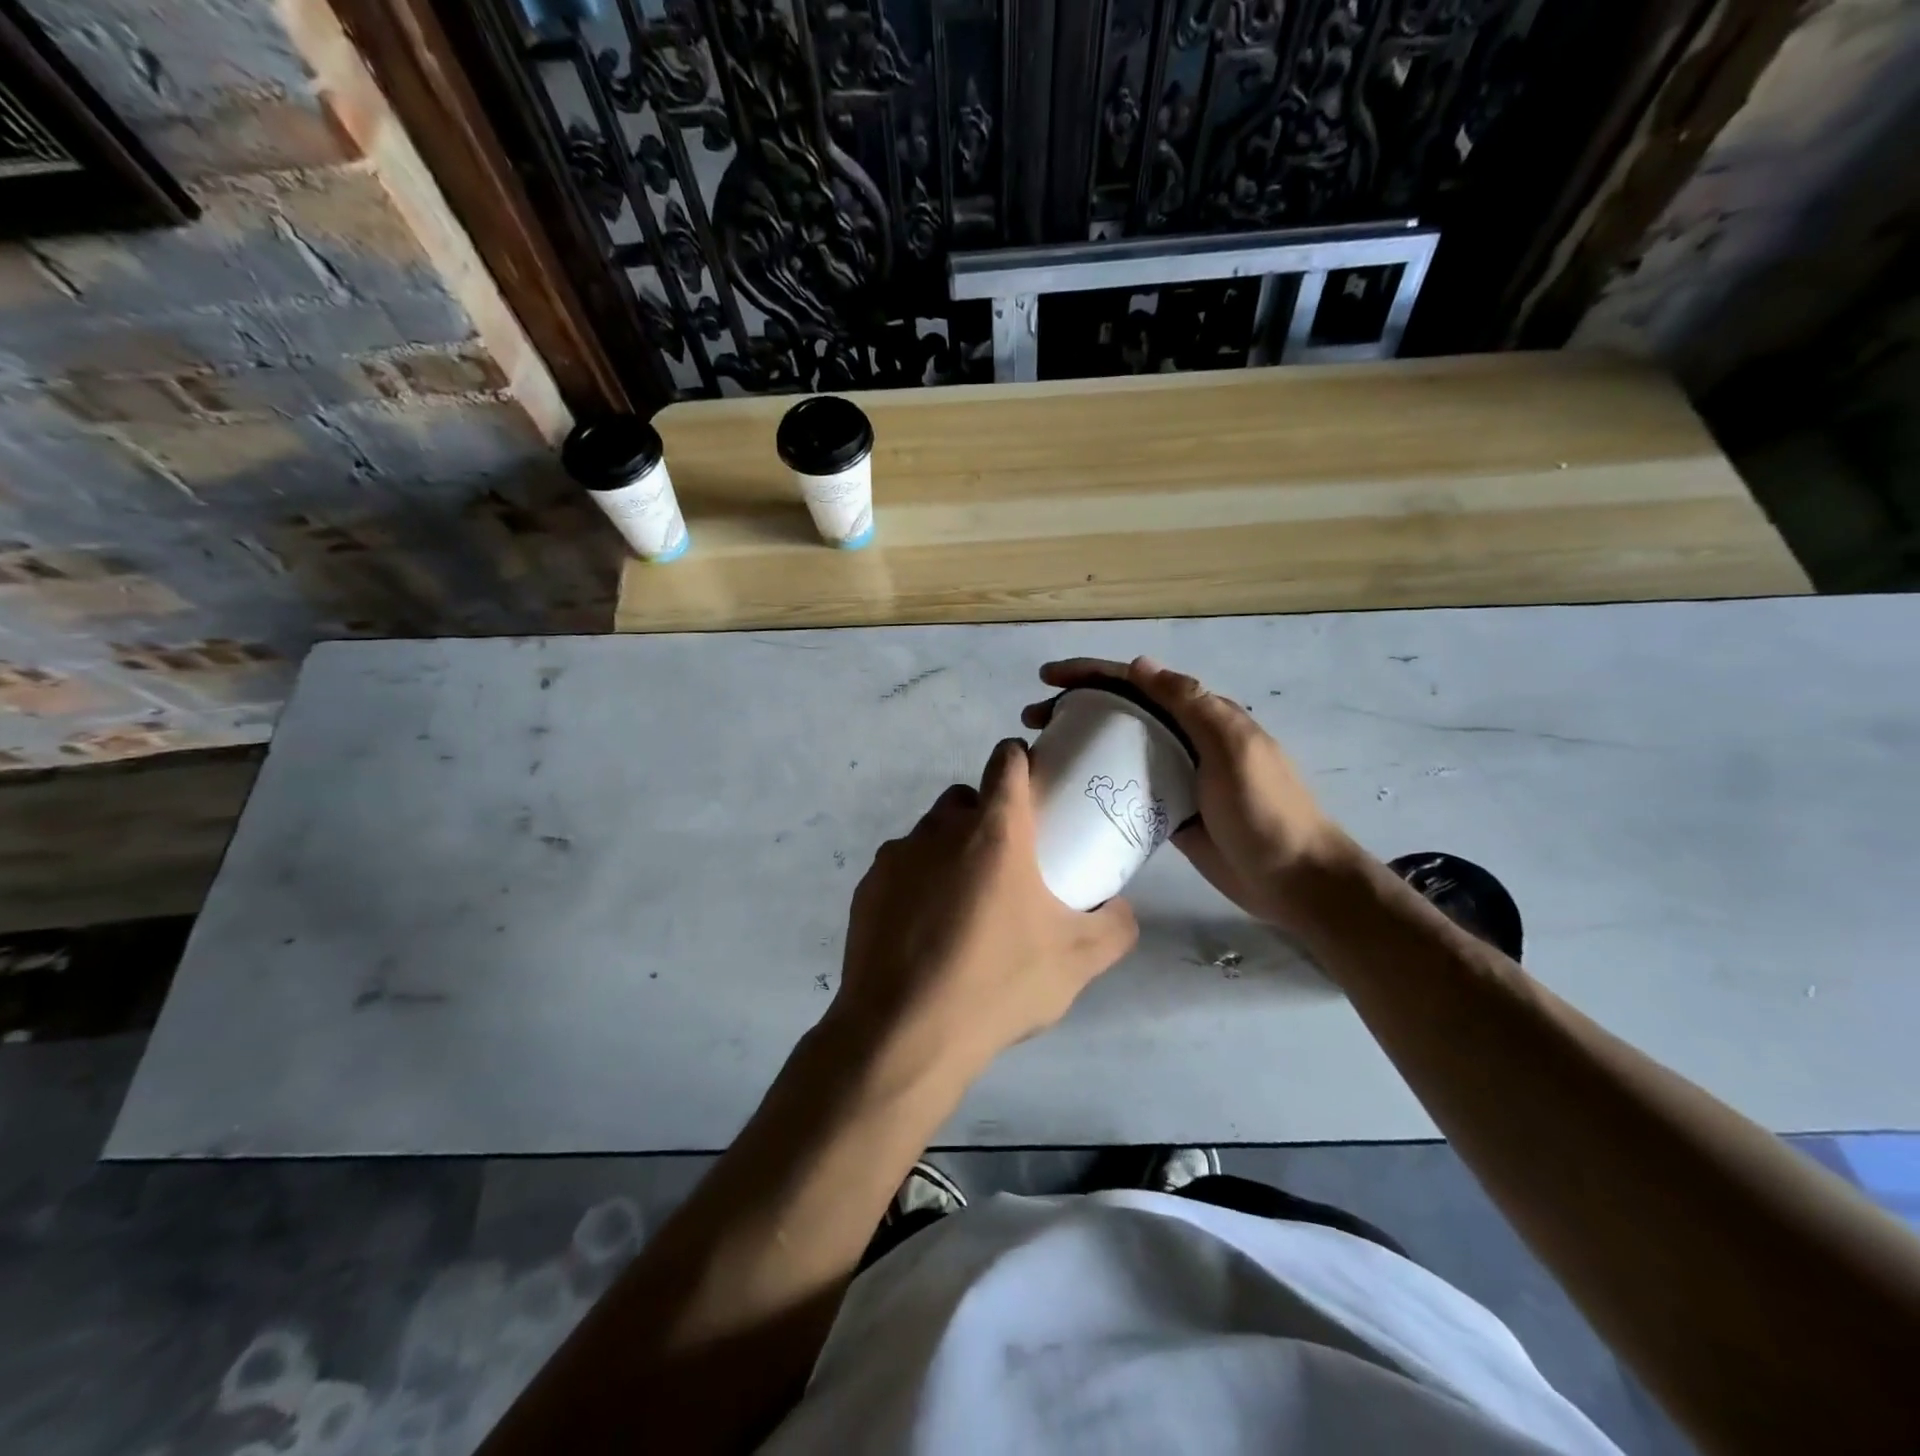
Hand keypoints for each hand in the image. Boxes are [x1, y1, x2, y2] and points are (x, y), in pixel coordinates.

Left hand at [829, 738, 1139, 1082]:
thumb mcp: (1077, 961)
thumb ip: (1114, 925)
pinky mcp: (867, 887)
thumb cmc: (997, 985)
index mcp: (994, 832)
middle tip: (1004, 863)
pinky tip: (925, 931)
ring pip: (929, 834)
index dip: (1020, 761)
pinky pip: (899, 869)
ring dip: (949, 852)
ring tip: (963, 906)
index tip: (1032, 785)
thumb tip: (1121, 908)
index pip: (1006, 762)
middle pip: (964, 798)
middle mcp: (940, 830)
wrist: (905, 1033)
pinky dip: (915, 884)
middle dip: (985, 814)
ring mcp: (896, 856)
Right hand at [1023, 656, 1350, 931]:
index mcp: (1201, 716)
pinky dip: (1098, 783)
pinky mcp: (1168, 813)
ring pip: (1118, 749)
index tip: (1047, 679)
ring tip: (1041, 752)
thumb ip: (1191, 704)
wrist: (1295, 878)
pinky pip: (1126, 788)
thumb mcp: (1233, 748)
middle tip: (1031, 720)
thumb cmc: (1265, 810)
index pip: (1137, 682)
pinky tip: (1070, 790)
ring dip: (1080, 743)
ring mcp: (1175, 777)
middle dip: (1074, 706)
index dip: (1091, 673)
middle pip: (1121, 712)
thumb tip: (1140, 664)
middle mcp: (1184, 739)